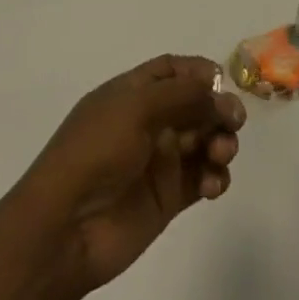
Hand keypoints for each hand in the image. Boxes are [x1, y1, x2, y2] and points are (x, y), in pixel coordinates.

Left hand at [15, 54, 244, 293]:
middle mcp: (148, 122)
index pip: (173, 70)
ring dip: (221, 142)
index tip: (222, 83)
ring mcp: (159, 160)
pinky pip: (203, 177)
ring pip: (205, 140)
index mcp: (132, 93)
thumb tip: (221, 96)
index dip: (200, 72)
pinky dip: (215, 177)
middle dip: (219, 109)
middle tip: (234, 123)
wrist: (64, 229)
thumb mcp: (136, 107)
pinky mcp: (168, 197)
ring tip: (220, 156)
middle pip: (196, 104)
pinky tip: (212, 185)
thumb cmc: (95, 152)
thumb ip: (184, 96)